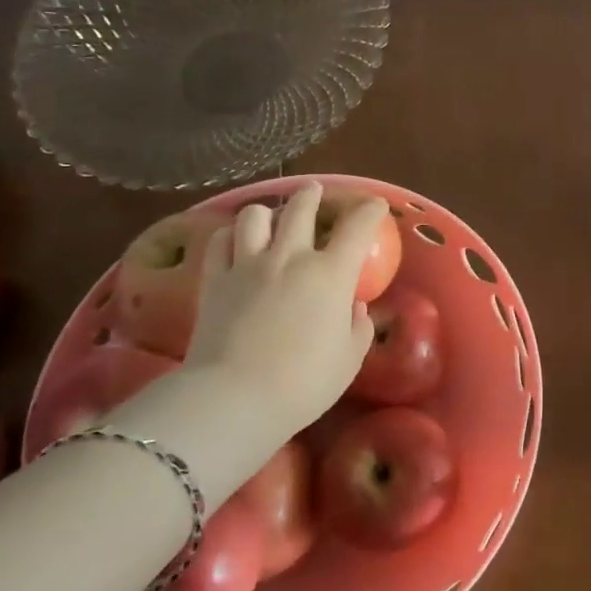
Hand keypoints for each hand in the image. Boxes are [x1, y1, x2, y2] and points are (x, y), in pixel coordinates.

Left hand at [186, 184, 385, 427]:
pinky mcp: (214, 280)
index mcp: (331, 274)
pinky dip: (230, 235)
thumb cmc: (303, 383)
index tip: (376, 205)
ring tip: (270, 217)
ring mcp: (248, 265)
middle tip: (315, 191)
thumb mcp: (348, 360)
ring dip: (266, 212)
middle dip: (312, 195)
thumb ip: (358, 328)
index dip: (370, 210)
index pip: (358, 227)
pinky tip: (234, 242)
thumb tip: (355, 308)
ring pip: (255, 216)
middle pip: (301, 208)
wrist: (234, 398)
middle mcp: (290, 257)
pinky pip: (219, 242)